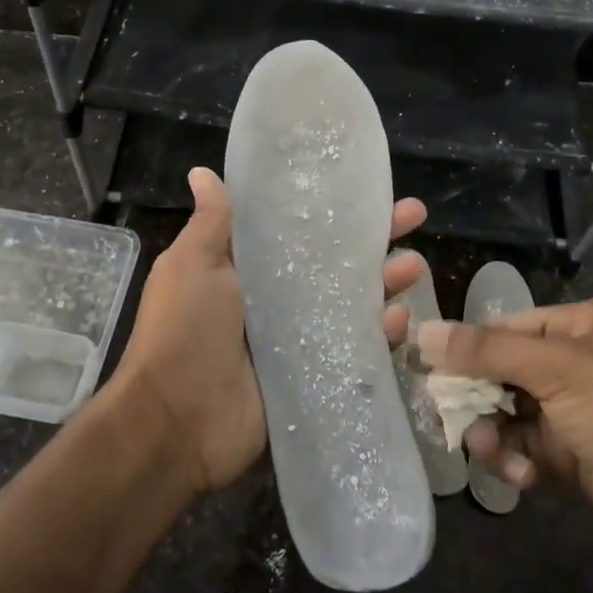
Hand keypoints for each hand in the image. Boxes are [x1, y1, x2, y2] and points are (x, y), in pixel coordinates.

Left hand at [117, 166, 430, 494]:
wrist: (177, 422)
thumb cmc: (184, 330)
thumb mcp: (192, 265)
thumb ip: (212, 222)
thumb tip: (200, 171)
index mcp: (247, 267)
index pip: (299, 227)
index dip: (331, 207)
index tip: (365, 186)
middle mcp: (275, 297)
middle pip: (334, 260)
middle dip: (373, 237)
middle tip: (414, 214)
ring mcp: (298, 337)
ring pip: (352, 301)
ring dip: (385, 280)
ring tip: (416, 265)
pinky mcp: (314, 373)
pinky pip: (353, 347)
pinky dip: (379, 333)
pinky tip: (401, 318)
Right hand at [418, 299, 592, 568]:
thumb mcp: (560, 372)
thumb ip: (487, 352)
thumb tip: (421, 332)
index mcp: (587, 324)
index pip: (510, 326)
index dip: (469, 346)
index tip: (427, 368)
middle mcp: (582, 361)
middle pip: (506, 370)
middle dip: (478, 396)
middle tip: (449, 417)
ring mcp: (581, 411)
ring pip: (512, 412)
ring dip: (494, 432)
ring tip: (486, 451)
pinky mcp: (579, 456)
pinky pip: (528, 447)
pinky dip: (517, 459)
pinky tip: (522, 475)